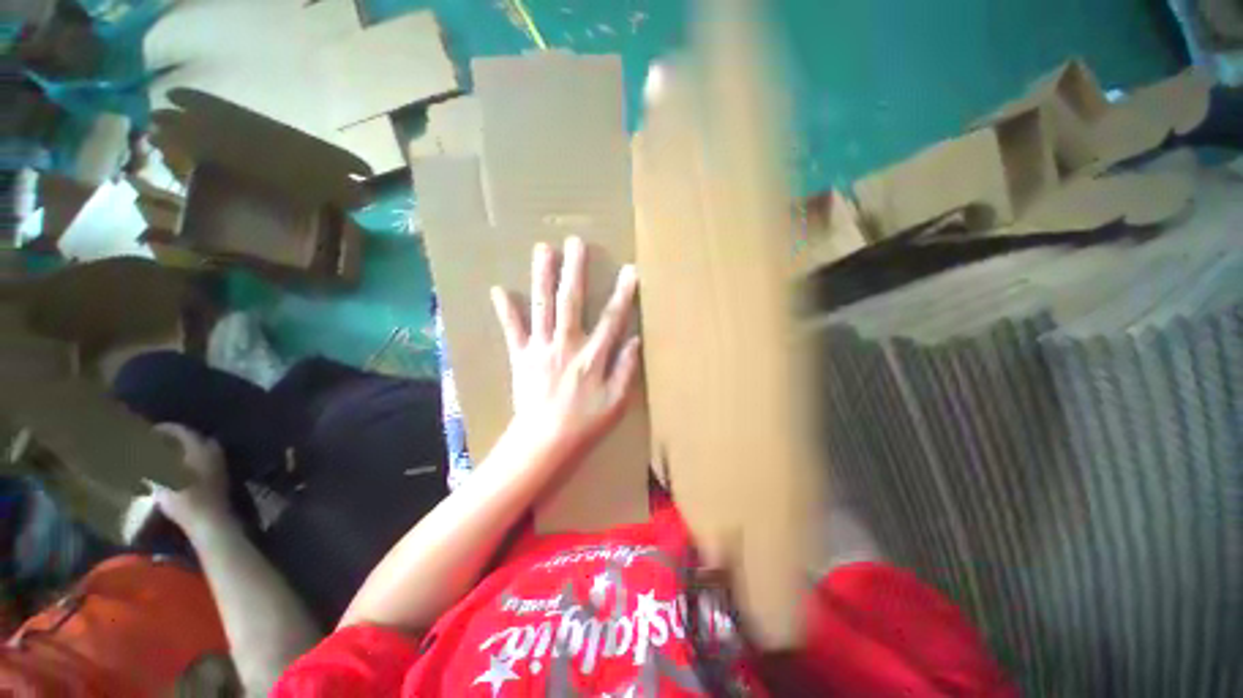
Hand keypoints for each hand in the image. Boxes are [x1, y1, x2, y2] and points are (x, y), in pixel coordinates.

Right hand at [151, 423, 231, 531]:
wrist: (210, 520)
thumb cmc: (184, 499)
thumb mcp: (162, 481)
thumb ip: (154, 464)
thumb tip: (142, 455)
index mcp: (200, 448)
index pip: (183, 430)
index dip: (166, 429)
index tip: (150, 431)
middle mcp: (214, 451)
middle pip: (194, 438)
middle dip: (177, 438)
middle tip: (159, 442)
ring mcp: (220, 464)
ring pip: (202, 449)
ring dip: (186, 449)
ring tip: (166, 455)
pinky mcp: (221, 477)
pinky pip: (205, 460)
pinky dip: (192, 460)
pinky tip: (180, 469)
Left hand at [491, 237, 641, 460]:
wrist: (544, 443)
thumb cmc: (585, 424)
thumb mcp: (616, 402)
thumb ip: (626, 368)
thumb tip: (634, 340)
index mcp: (592, 357)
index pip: (611, 319)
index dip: (623, 294)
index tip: (629, 270)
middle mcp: (566, 345)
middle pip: (571, 302)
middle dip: (575, 270)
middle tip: (575, 242)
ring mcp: (541, 349)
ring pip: (542, 307)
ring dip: (542, 277)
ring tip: (543, 249)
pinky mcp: (521, 357)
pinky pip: (513, 330)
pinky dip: (506, 310)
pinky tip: (499, 289)